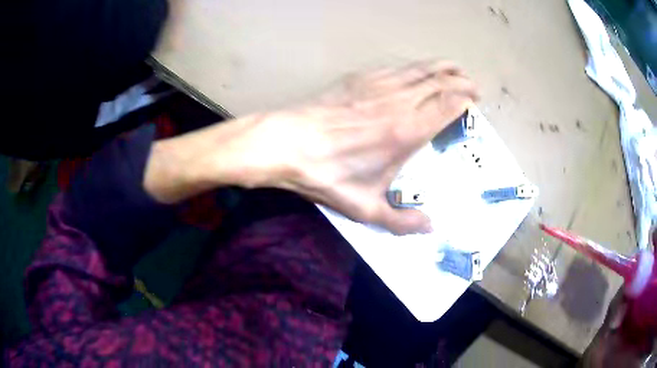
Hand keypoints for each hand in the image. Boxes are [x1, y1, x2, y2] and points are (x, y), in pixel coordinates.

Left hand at [145, 61, 477, 234]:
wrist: (284, 144)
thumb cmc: (325, 175)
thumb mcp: (364, 208)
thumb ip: (400, 221)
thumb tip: (429, 228)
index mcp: (407, 131)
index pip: (448, 104)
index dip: (466, 98)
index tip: (475, 102)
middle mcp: (399, 101)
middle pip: (439, 80)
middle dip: (461, 80)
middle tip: (472, 85)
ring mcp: (377, 85)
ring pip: (419, 68)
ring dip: (441, 67)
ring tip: (453, 68)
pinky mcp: (358, 79)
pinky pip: (396, 67)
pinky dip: (414, 66)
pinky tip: (415, 69)